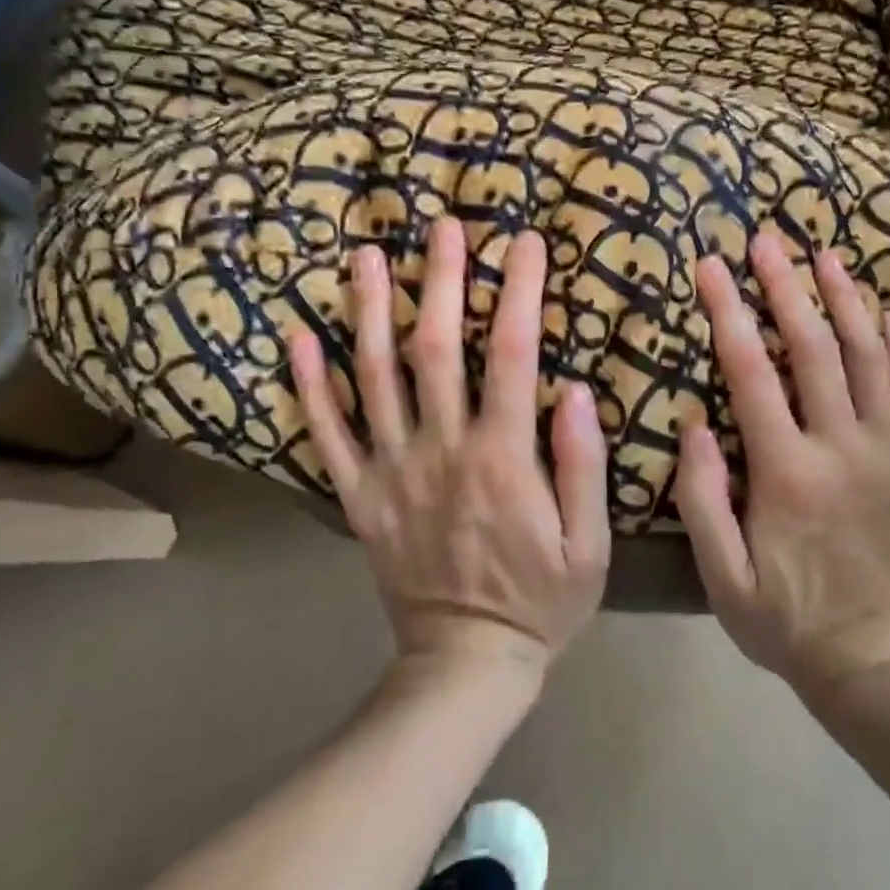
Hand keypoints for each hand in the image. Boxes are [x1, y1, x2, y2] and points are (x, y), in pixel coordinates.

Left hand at [289, 218, 610, 685]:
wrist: (464, 663)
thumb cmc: (540, 602)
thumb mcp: (589, 547)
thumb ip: (582, 466)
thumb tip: (576, 389)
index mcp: (501, 459)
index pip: (512, 355)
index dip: (519, 293)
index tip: (527, 243)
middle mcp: (440, 451)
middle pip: (435, 349)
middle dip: (442, 280)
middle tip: (443, 226)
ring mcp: (390, 471)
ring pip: (374, 377)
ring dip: (371, 311)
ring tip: (368, 256)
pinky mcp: (358, 496)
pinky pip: (326, 434)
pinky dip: (310, 385)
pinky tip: (300, 337)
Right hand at [676, 233, 889, 691]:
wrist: (876, 659)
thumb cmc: (785, 619)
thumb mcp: (721, 575)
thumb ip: (702, 498)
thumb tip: (695, 422)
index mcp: (787, 473)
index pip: (753, 373)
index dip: (728, 313)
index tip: (711, 266)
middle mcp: (843, 448)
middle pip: (815, 348)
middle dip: (786, 286)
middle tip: (767, 239)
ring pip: (870, 357)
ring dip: (847, 300)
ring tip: (827, 255)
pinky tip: (884, 313)